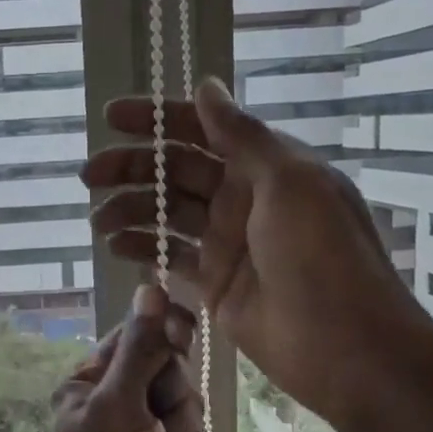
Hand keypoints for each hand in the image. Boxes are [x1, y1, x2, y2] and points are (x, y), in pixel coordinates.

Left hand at [36, 285, 204, 431]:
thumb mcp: (120, 408)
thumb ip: (139, 349)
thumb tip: (149, 286)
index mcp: (88, 383)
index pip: (134, 335)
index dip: (161, 334)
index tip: (181, 336)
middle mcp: (113, 402)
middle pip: (167, 367)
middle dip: (172, 394)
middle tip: (157, 423)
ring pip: (187, 403)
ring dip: (182, 431)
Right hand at [83, 78, 432, 431]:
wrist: (344, 346)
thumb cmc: (322, 255)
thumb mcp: (290, 182)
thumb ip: (242, 135)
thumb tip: (207, 85)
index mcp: (266, 166)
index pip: (203, 129)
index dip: (157, 120)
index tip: (112, 118)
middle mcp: (243, 196)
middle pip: (177, 171)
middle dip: (132, 168)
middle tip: (88, 175)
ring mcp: (227, 241)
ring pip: (167, 213)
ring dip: (130, 210)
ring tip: (96, 220)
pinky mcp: (213, 282)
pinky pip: (169, 255)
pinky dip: (141, 247)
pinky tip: (114, 246)